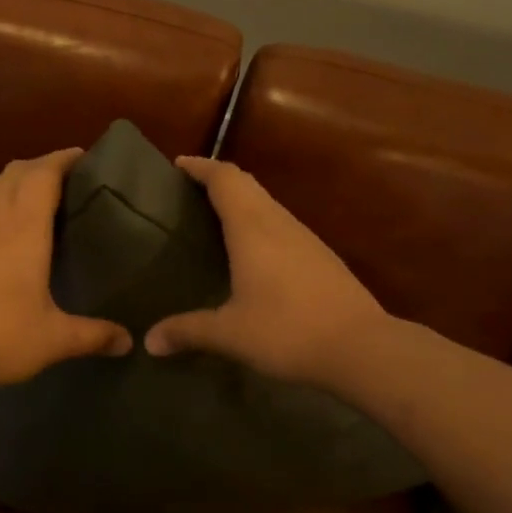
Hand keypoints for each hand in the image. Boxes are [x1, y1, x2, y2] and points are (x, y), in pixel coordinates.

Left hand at [0, 148, 132, 390]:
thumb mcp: (52, 340)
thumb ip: (93, 336)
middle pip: (15, 171)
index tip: (84, 157)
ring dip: (14, 182)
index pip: (43, 173)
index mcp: (22, 227)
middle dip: (42, 166)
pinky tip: (0, 234)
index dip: (63, 159)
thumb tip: (129, 342)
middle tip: (67, 180)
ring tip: (36, 200)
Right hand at [146, 156, 387, 385]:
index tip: (178, 164)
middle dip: (218, 179)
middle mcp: (279, 223)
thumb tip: (149, 342)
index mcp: (253, 229)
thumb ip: (187, 331)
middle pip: (248, 185)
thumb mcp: (230, 334)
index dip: (201, 167)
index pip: (225, 179)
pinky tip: (254, 252)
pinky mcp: (322, 257)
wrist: (362, 348)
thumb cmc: (287, 331)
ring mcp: (306, 238)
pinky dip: (260, 223)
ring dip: (242, 201)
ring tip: (216, 218)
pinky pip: (282, 225)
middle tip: (190, 190)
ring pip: (268, 204)